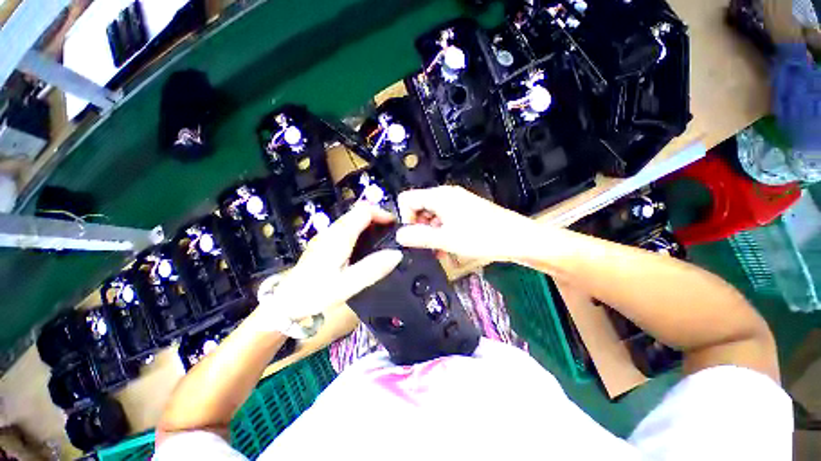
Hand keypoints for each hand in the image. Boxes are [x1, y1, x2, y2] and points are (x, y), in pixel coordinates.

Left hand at [256, 204, 401, 334]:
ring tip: (382, 239)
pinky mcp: (323, 244)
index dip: (381, 213)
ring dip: (369, 224)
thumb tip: (397, 254)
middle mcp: (332, 231)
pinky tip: (364, 248)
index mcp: (339, 237)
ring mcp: (326, 237)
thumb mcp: (346, 285)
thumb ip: (372, 268)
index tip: (395, 225)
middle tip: (392, 233)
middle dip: (377, 217)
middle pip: (357, 213)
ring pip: (351, 220)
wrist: (284, 304)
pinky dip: (360, 231)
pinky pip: (346, 229)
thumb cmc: (314, 294)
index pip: (363, 211)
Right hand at [395, 186, 536, 262]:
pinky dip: (441, 232)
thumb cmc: (481, 237)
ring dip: (430, 232)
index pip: (407, 199)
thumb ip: (419, 237)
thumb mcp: (446, 239)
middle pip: (419, 207)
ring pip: (431, 215)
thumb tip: (399, 235)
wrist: (516, 239)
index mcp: (439, 196)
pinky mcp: (464, 211)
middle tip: (426, 245)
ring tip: (438, 249)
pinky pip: (444, 219)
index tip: (412, 236)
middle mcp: (446, 195)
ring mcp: (456, 203)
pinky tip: (447, 246)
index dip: (405, 218)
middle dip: (418, 227)